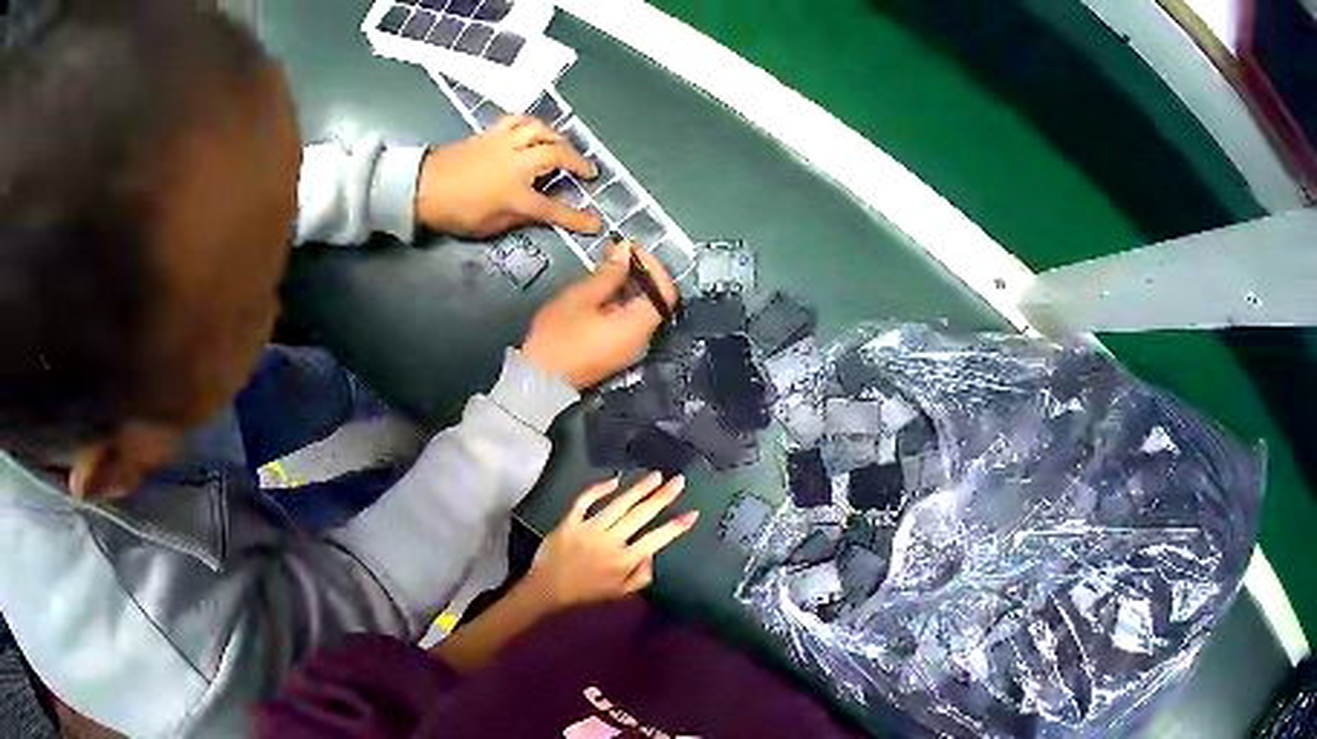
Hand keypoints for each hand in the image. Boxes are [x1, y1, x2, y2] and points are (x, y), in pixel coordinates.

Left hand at [416, 115, 602, 236]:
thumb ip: (517, 216)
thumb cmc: (454, 212)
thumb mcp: (488, 226)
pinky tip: (535, 131)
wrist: (421, 186)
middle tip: (588, 172)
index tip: (596, 222)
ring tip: (563, 146)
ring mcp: (504, 144)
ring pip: (541, 130)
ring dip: (558, 137)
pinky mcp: (491, 133)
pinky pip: (519, 121)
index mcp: (514, 195)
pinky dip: (533, 124)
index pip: (553, 209)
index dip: (577, 218)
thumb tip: (535, 208)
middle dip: (578, 163)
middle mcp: (515, 164)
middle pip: (556, 156)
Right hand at [521, 240, 677, 388]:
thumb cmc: (558, 337)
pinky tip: (601, 291)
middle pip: (655, 301)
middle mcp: (642, 340)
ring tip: (605, 267)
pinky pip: (628, 323)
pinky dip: (620, 303)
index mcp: (639, 327)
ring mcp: (630, 349)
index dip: (653, 266)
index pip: (665, 291)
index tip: (631, 249)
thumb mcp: (581, 298)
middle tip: (615, 253)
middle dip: (639, 273)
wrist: (538, 381)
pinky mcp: (616, 353)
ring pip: (640, 311)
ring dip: (628, 287)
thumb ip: (608, 273)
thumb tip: (625, 251)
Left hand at [527, 473, 696, 609]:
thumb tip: (651, 555)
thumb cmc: (585, 593)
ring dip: (639, 488)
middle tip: (678, 481)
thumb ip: (640, 577)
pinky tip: (614, 480)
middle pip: (641, 515)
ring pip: (618, 504)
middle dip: (662, 497)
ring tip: (655, 475)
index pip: (656, 539)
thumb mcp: (619, 594)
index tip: (692, 513)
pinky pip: (585, 501)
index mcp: (624, 560)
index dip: (676, 527)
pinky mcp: (570, 522)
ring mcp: (589, 529)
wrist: (547, 590)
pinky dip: (599, 488)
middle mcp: (610, 541)